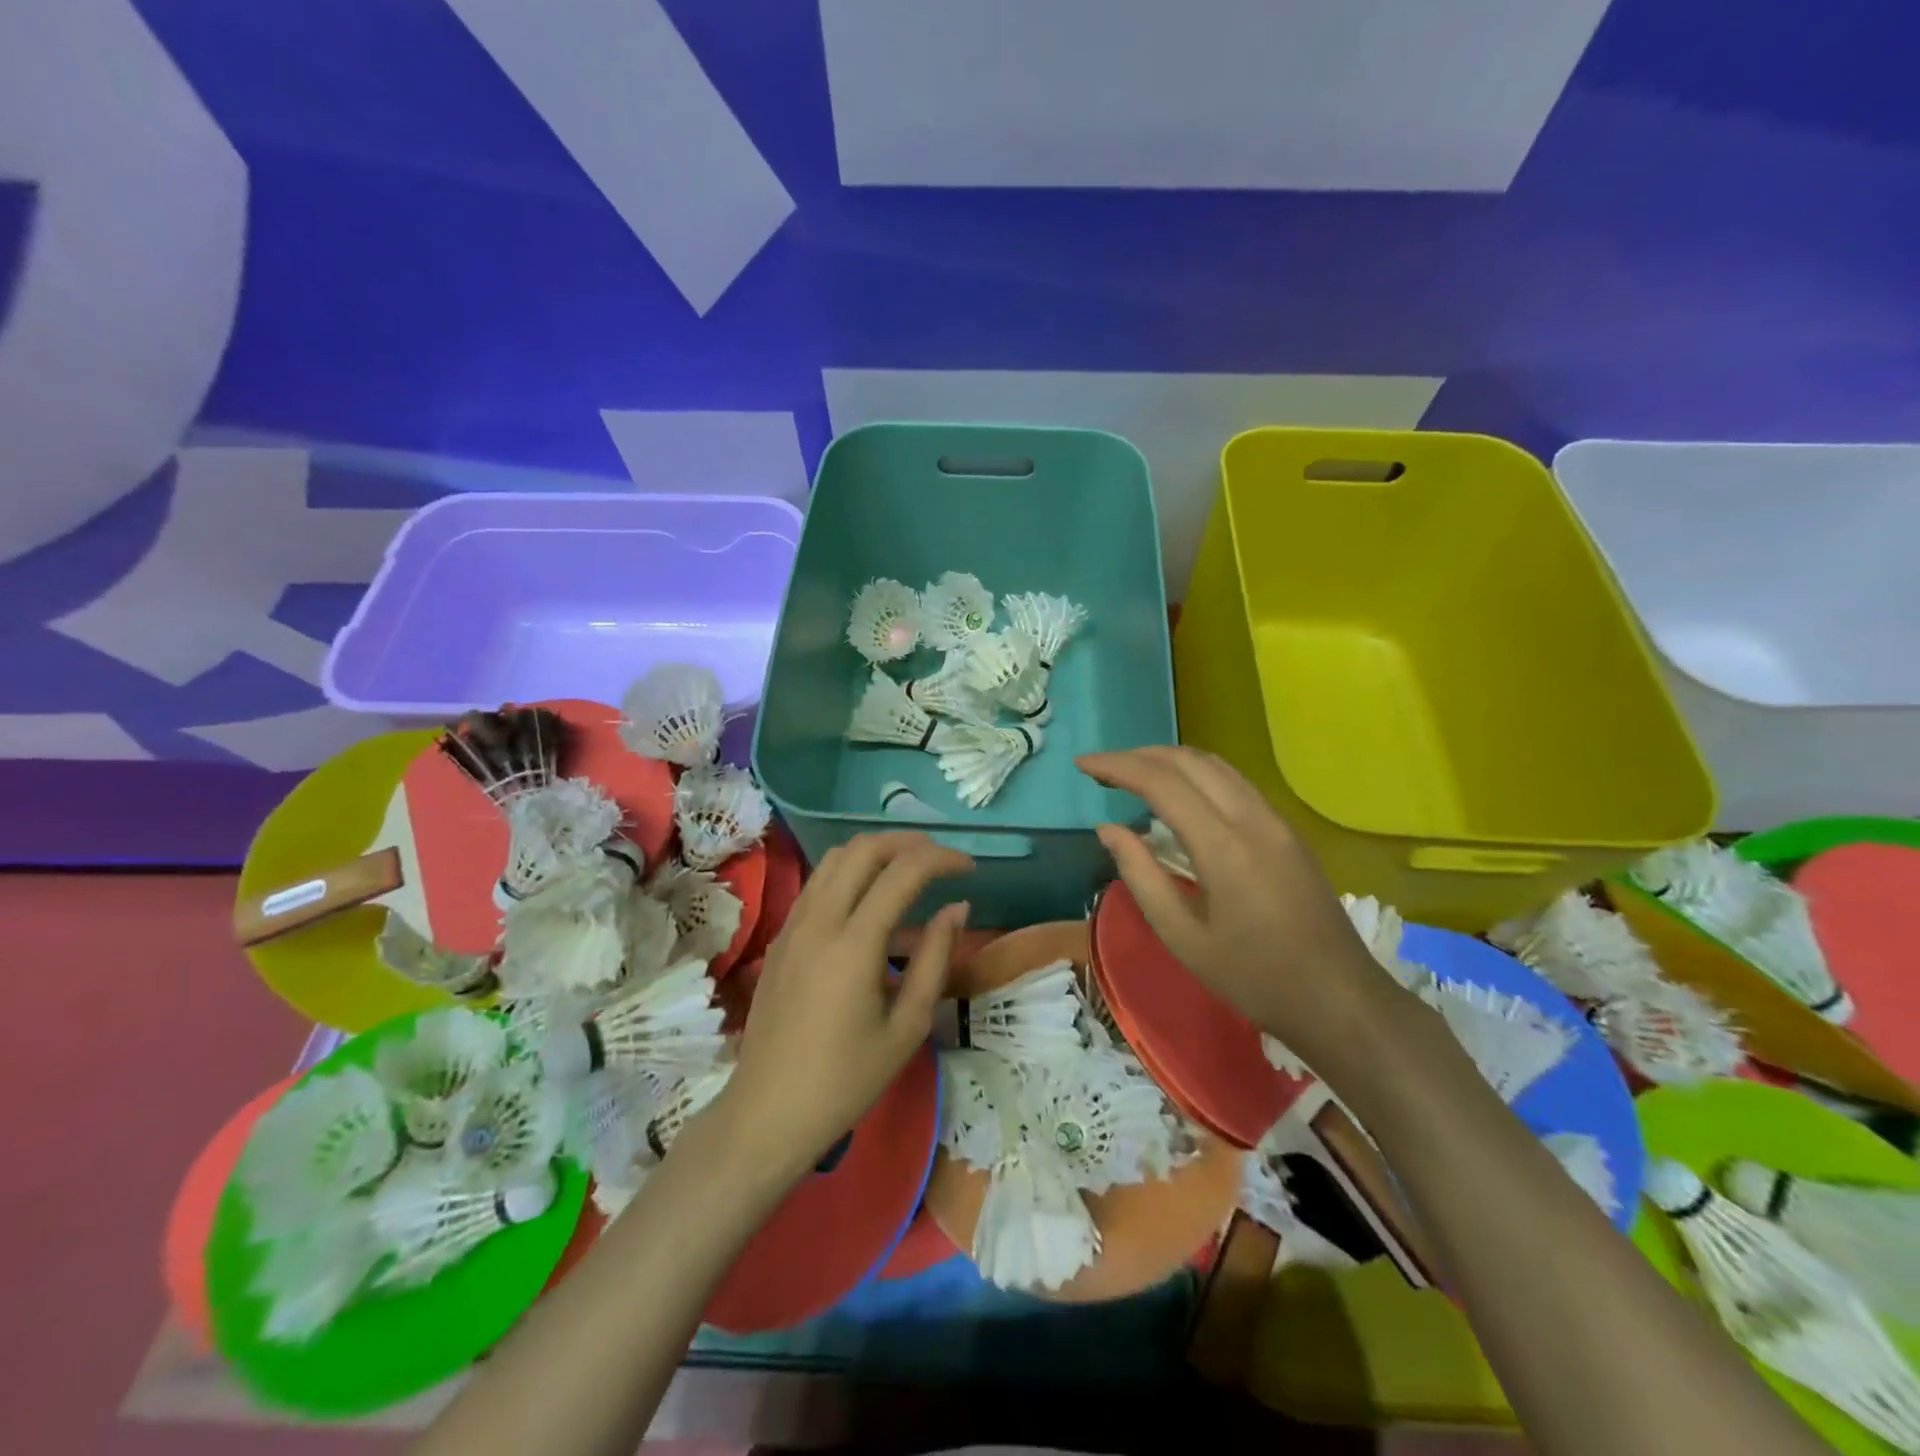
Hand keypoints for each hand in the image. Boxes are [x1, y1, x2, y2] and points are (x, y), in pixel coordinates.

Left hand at [717, 832, 971, 1184]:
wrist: (768, 1113)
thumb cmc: (846, 1080)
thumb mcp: (907, 1026)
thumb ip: (935, 959)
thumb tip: (957, 909)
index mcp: (854, 944)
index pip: (903, 872)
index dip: (942, 859)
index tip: (969, 868)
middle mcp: (820, 920)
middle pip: (864, 848)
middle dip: (908, 843)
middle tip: (940, 860)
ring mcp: (794, 925)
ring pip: (836, 859)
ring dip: (876, 853)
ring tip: (910, 872)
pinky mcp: (781, 937)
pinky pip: (819, 884)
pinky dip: (851, 875)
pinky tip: (872, 904)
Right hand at [1078, 746, 1397, 1074]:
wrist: (1339, 998)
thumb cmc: (1253, 977)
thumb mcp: (1182, 937)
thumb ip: (1140, 876)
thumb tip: (1108, 829)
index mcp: (1223, 846)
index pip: (1161, 783)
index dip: (1117, 767)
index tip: (1082, 766)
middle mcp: (1251, 819)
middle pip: (1189, 761)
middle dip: (1140, 755)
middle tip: (1102, 770)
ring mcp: (1275, 821)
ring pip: (1216, 765)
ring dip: (1169, 760)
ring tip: (1132, 773)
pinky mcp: (1287, 831)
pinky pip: (1235, 782)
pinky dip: (1196, 774)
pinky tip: (1179, 794)